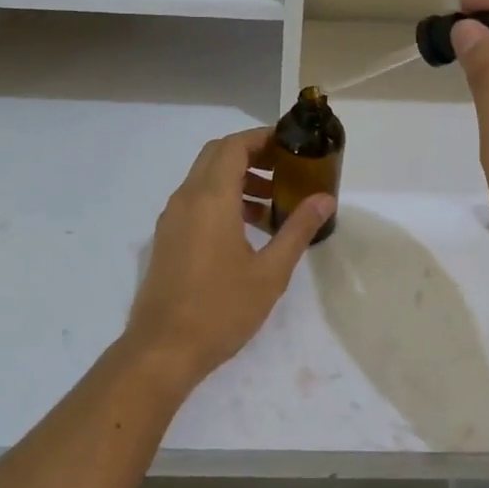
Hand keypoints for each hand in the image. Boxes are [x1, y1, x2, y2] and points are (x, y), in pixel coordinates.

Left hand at [121, 128, 334, 388]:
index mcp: (210, 199)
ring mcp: (171, 219)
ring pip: (204, 179)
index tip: (291, 145)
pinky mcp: (167, 238)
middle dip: (251, 155)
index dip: (262, 138)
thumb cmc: (221, 309)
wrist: (163, 349)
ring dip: (237, 179)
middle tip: (286, 170)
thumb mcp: (270, 272)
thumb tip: (325, 198)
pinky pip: (195, 202)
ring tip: (273, 204)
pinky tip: (247, 230)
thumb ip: (298, 230)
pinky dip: (221, 200)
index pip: (234, 146)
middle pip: (217, 156)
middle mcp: (186, 199)